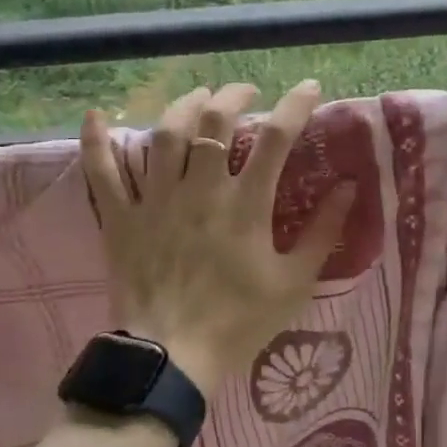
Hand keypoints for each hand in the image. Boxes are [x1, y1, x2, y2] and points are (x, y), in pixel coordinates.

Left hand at [79, 80, 354, 396]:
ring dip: (184, 106)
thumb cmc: (239, 321)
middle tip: (246, 92)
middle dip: (234, 94)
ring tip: (199, 97)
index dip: (295, 105)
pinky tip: (96, 116)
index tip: (309, 88)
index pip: (276, 138)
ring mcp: (156, 200)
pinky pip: (102, 173)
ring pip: (165, 134)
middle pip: (215, 120)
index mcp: (245, 205)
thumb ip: (324, 232)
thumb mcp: (294, 282)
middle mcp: (200, 190)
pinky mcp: (120, 218)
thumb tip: (350, 187)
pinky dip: (96, 142)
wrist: (172, 358)